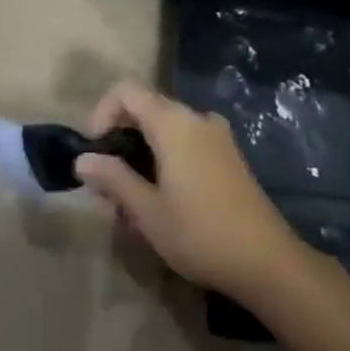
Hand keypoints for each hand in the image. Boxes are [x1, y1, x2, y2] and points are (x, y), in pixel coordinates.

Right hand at [75, 80, 305, 301]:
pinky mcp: (229, 154)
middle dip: (121, 137)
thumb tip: (82, 159)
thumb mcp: (147, 211)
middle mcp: (196, 117)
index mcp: (173, 122)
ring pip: (167, 127)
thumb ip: (113, 179)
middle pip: (147, 107)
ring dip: (143, 151)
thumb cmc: (199, 233)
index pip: (126, 90)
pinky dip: (167, 157)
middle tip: (109, 182)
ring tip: (134, 198)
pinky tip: (165, 199)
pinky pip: (187, 140)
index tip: (96, 150)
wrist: (267, 260)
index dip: (102, 111)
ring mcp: (217, 134)